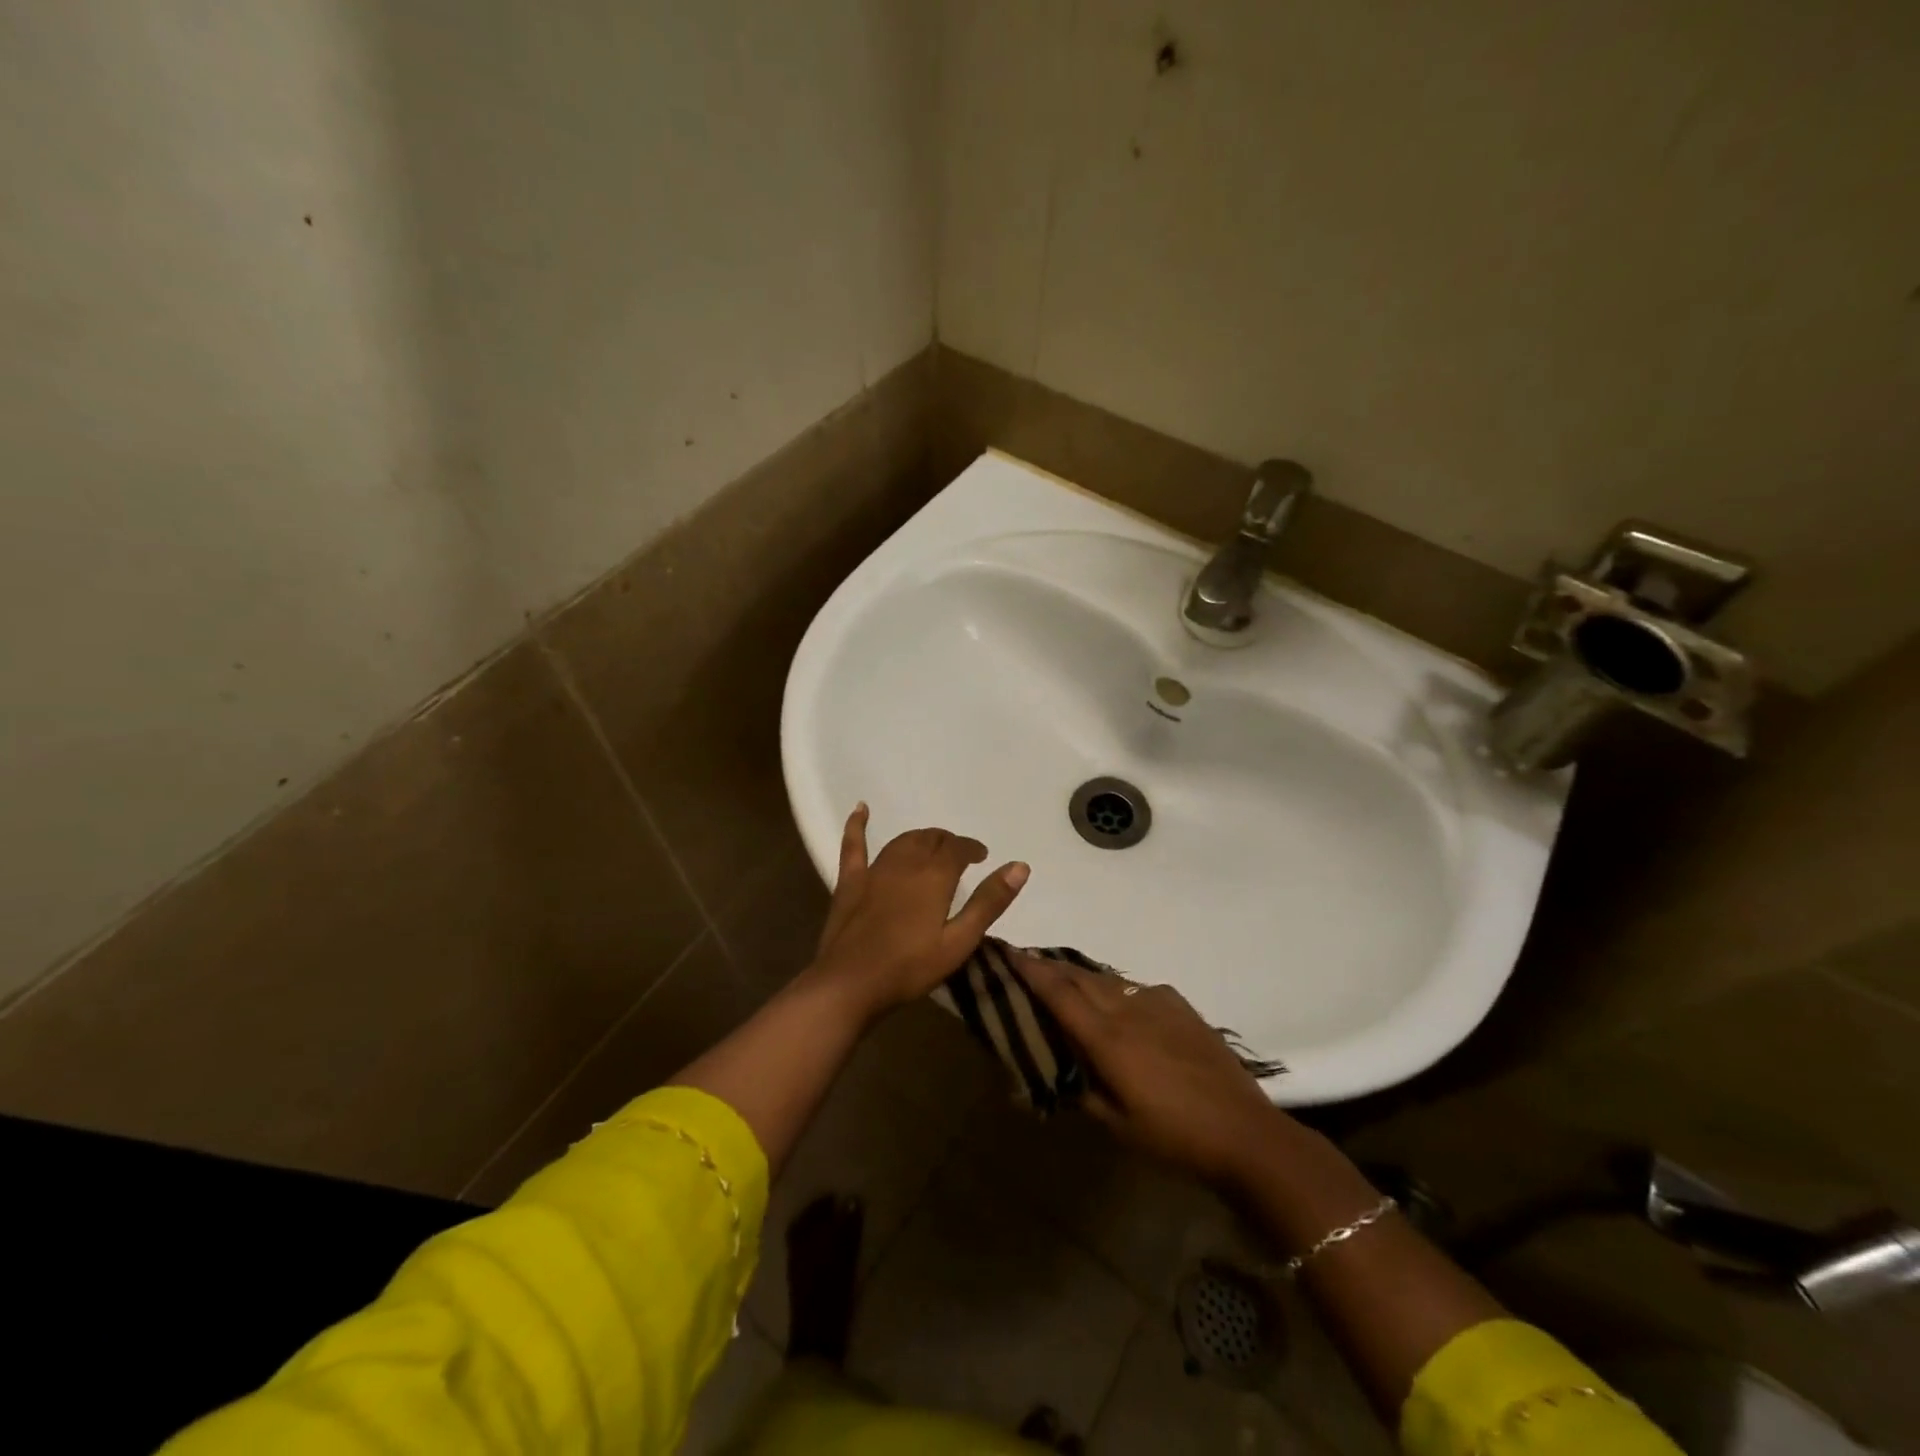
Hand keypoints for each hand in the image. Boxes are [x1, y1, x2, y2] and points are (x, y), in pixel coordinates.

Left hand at [808, 804, 1028, 1020]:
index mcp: (935, 876)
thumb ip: (989, 902)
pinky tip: (861, 809)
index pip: (958, 849)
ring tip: (930, 845)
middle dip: (947, 842)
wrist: (850, 983)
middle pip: (931, 840)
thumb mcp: (960, 941)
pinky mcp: (850, 882)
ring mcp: (875, 870)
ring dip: (920, 838)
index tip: (981, 856)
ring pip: (902, 841)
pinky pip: (854, 845)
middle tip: (958, 855)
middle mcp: (906, 863)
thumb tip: (1020, 866)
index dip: (972, 848)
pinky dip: (857, 825)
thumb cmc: (910, 967)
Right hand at [1018, 954, 1281, 1184]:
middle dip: (1049, 966)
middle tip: (1026, 963)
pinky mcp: (1180, 1006)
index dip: (1029, 969)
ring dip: (1080, 976)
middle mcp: (1127, 1009)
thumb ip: (1083, 1092)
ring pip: (1107, 979)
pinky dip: (1115, 989)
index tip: (1007, 950)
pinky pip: (1136, 988)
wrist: (1243, 1130)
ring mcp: (1157, 1002)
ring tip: (1065, 980)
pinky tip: (1118, 1004)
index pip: (1058, 992)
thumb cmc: (1174, 1136)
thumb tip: (1060, 1073)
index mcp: (1106, 1038)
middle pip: (1079, 976)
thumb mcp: (1117, 1125)